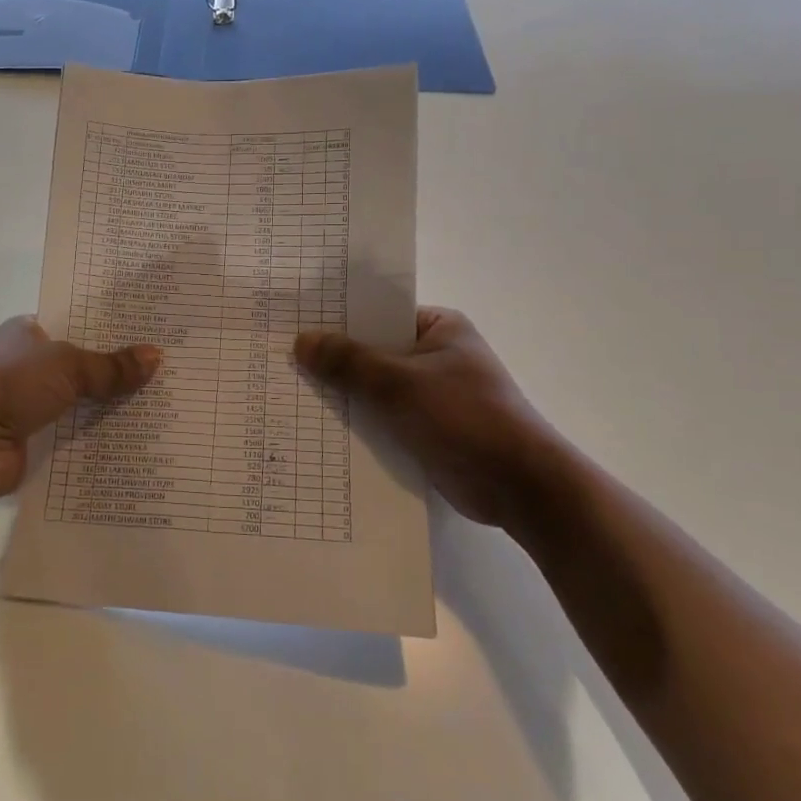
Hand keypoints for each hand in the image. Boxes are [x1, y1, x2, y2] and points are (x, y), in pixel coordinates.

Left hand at [0, 316, 161, 504]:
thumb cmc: (10, 383)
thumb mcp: (67, 365)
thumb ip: (111, 366)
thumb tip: (157, 357)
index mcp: (28, 332)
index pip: (78, 325)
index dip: (114, 331)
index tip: (156, 335)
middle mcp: (27, 366)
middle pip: (82, 367)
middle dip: (119, 373)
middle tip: (172, 373)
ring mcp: (28, 406)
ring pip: (80, 404)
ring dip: (111, 409)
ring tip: (166, 408)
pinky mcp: (32, 443)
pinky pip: (74, 438)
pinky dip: (99, 441)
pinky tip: (139, 442)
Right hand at [294, 307, 557, 525]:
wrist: (521, 488)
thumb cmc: (466, 418)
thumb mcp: (400, 384)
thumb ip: (349, 362)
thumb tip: (301, 341)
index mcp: (439, 328)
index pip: (377, 313)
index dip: (337, 318)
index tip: (292, 322)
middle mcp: (434, 355)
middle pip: (372, 350)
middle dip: (333, 359)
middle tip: (279, 358)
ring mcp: (430, 394)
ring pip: (374, 386)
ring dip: (343, 393)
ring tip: (287, 390)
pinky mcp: (426, 429)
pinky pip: (381, 416)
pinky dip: (357, 420)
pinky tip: (316, 426)